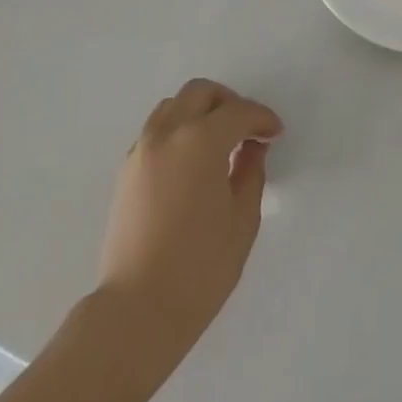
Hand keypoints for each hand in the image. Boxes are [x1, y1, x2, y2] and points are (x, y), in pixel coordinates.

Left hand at [95, 79, 281, 371]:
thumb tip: (252, 148)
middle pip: (199, 93)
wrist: (138, 308)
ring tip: (220, 141)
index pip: (238, 112)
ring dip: (200, 112)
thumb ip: (251, 172)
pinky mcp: (126, 170)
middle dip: (229, 102)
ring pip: (173, 107)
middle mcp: (167, 134)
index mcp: (200, 141)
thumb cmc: (201, 266)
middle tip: (249, 128)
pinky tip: (193, 160)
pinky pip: (156, 131)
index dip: (262, 118)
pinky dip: (179, 130)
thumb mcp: (242, 219)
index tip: (275, 134)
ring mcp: (141, 150)